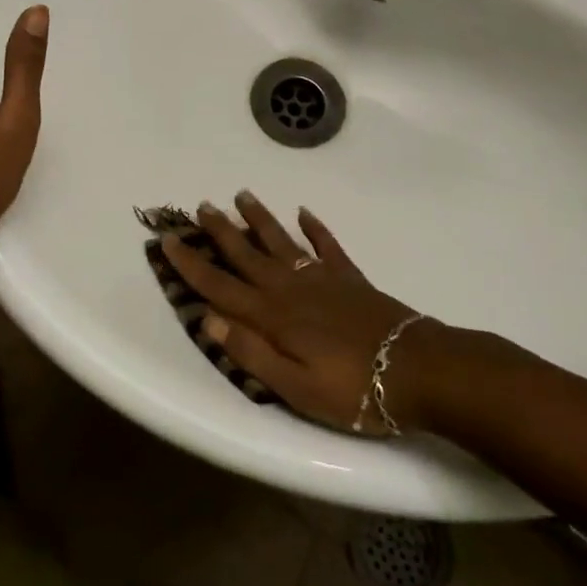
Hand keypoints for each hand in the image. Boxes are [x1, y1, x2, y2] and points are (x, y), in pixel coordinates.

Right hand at [160, 191, 433, 435]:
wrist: (417, 370)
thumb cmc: (352, 390)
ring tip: (241, 195)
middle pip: (246, 254)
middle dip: (220, 231)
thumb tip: (208, 319)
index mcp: (272, 317)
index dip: (192, 265)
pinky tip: (305, 213)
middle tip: (201, 205)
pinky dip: (315, 228)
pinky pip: (327, 245)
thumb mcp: (295, 388)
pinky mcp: (349, 278)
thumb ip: (251, 353)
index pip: (220, 287)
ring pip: (281, 241)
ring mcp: (321, 278)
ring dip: (259, 219)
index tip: (169, 240)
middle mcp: (290, 289)